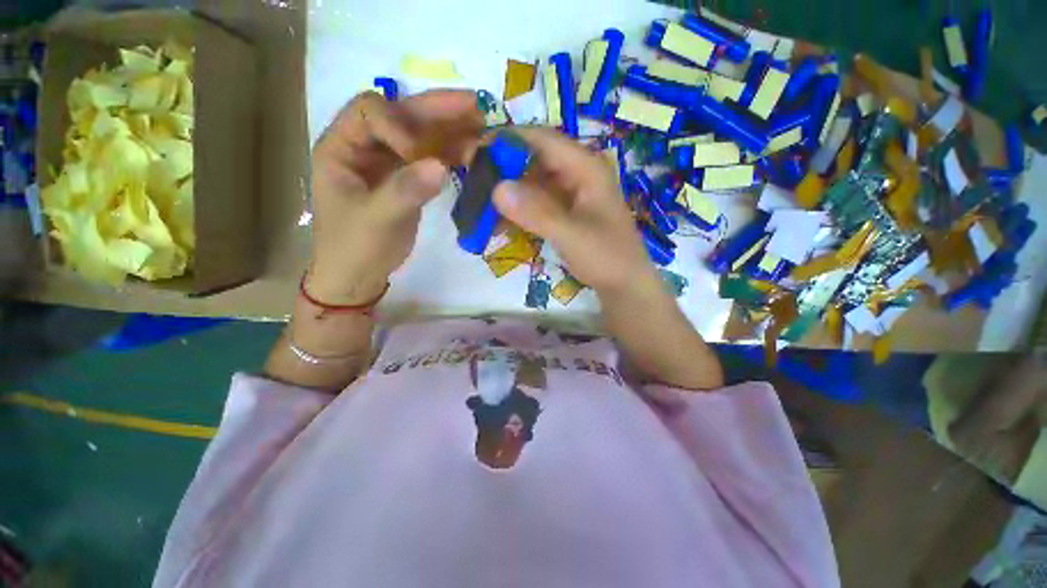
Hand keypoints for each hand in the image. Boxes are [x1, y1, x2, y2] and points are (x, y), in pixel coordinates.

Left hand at [308, 90, 482, 303]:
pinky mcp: (408, 180)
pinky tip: (475, 155)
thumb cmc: (354, 248)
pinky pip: (431, 160)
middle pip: (402, 117)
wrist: (359, 276)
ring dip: (452, 132)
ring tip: (485, 128)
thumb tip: (441, 165)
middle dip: (438, 111)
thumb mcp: (376, 220)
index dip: (399, 125)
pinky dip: (453, 156)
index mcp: (342, 147)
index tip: (420, 156)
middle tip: (476, 106)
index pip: (370, 111)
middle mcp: (366, 147)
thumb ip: (405, 191)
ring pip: (422, 137)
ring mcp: (390, 164)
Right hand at [491, 127, 657, 293]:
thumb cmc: (606, 257)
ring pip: (533, 183)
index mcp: (586, 167)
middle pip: (535, 159)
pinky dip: (519, 210)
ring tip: (480, 204)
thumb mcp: (572, 235)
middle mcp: (578, 173)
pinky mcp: (566, 211)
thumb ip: (537, 213)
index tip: (476, 149)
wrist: (625, 285)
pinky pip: (537, 203)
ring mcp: (572, 193)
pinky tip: (500, 222)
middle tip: (472, 181)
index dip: (509, 140)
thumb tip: (496, 189)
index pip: (543, 140)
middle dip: (504, 169)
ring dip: (509, 193)